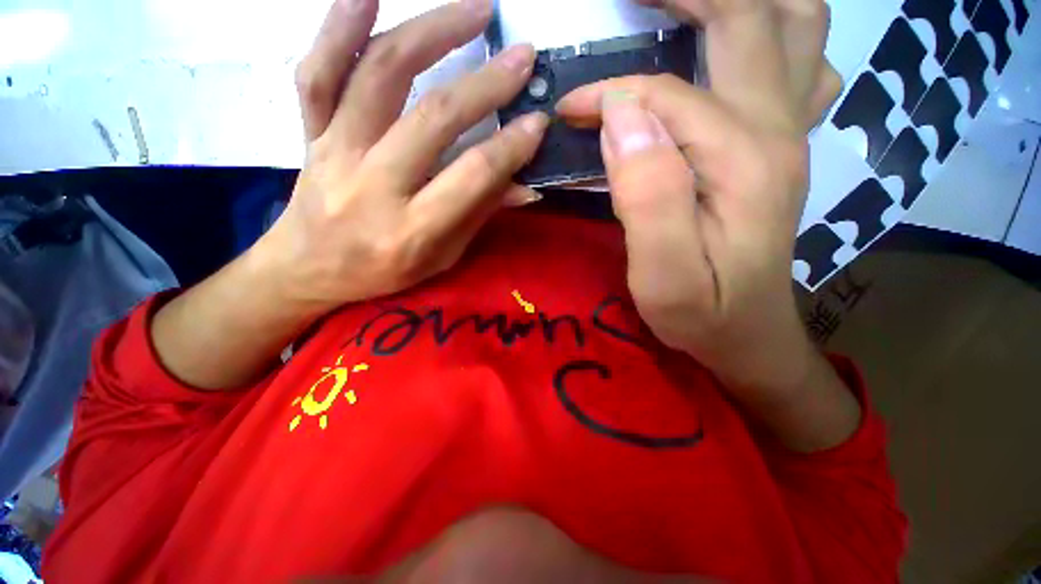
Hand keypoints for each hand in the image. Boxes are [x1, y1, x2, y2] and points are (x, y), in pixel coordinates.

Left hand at [151, 0, 547, 390]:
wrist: (307, 269)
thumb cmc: (383, 272)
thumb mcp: (441, 258)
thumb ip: (478, 215)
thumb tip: (524, 184)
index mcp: (410, 229)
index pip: (471, 177)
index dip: (510, 147)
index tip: (538, 122)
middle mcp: (372, 186)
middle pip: (433, 119)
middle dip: (485, 85)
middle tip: (521, 57)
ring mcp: (335, 152)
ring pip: (379, 76)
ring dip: (431, 33)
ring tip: (473, 9)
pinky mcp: (310, 133)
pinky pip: (318, 73)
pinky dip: (339, 27)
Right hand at [556, 0, 842, 400]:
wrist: (747, 334)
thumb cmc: (700, 312)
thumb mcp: (663, 272)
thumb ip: (647, 192)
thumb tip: (620, 115)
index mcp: (743, 159)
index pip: (664, 96)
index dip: (608, 95)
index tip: (568, 111)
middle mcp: (777, 129)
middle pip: (749, 17)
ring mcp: (786, 132)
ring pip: (791, 25)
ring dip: (737, 1)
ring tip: (682, 4)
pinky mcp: (778, 146)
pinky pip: (797, 61)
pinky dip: (769, 31)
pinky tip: (732, 48)